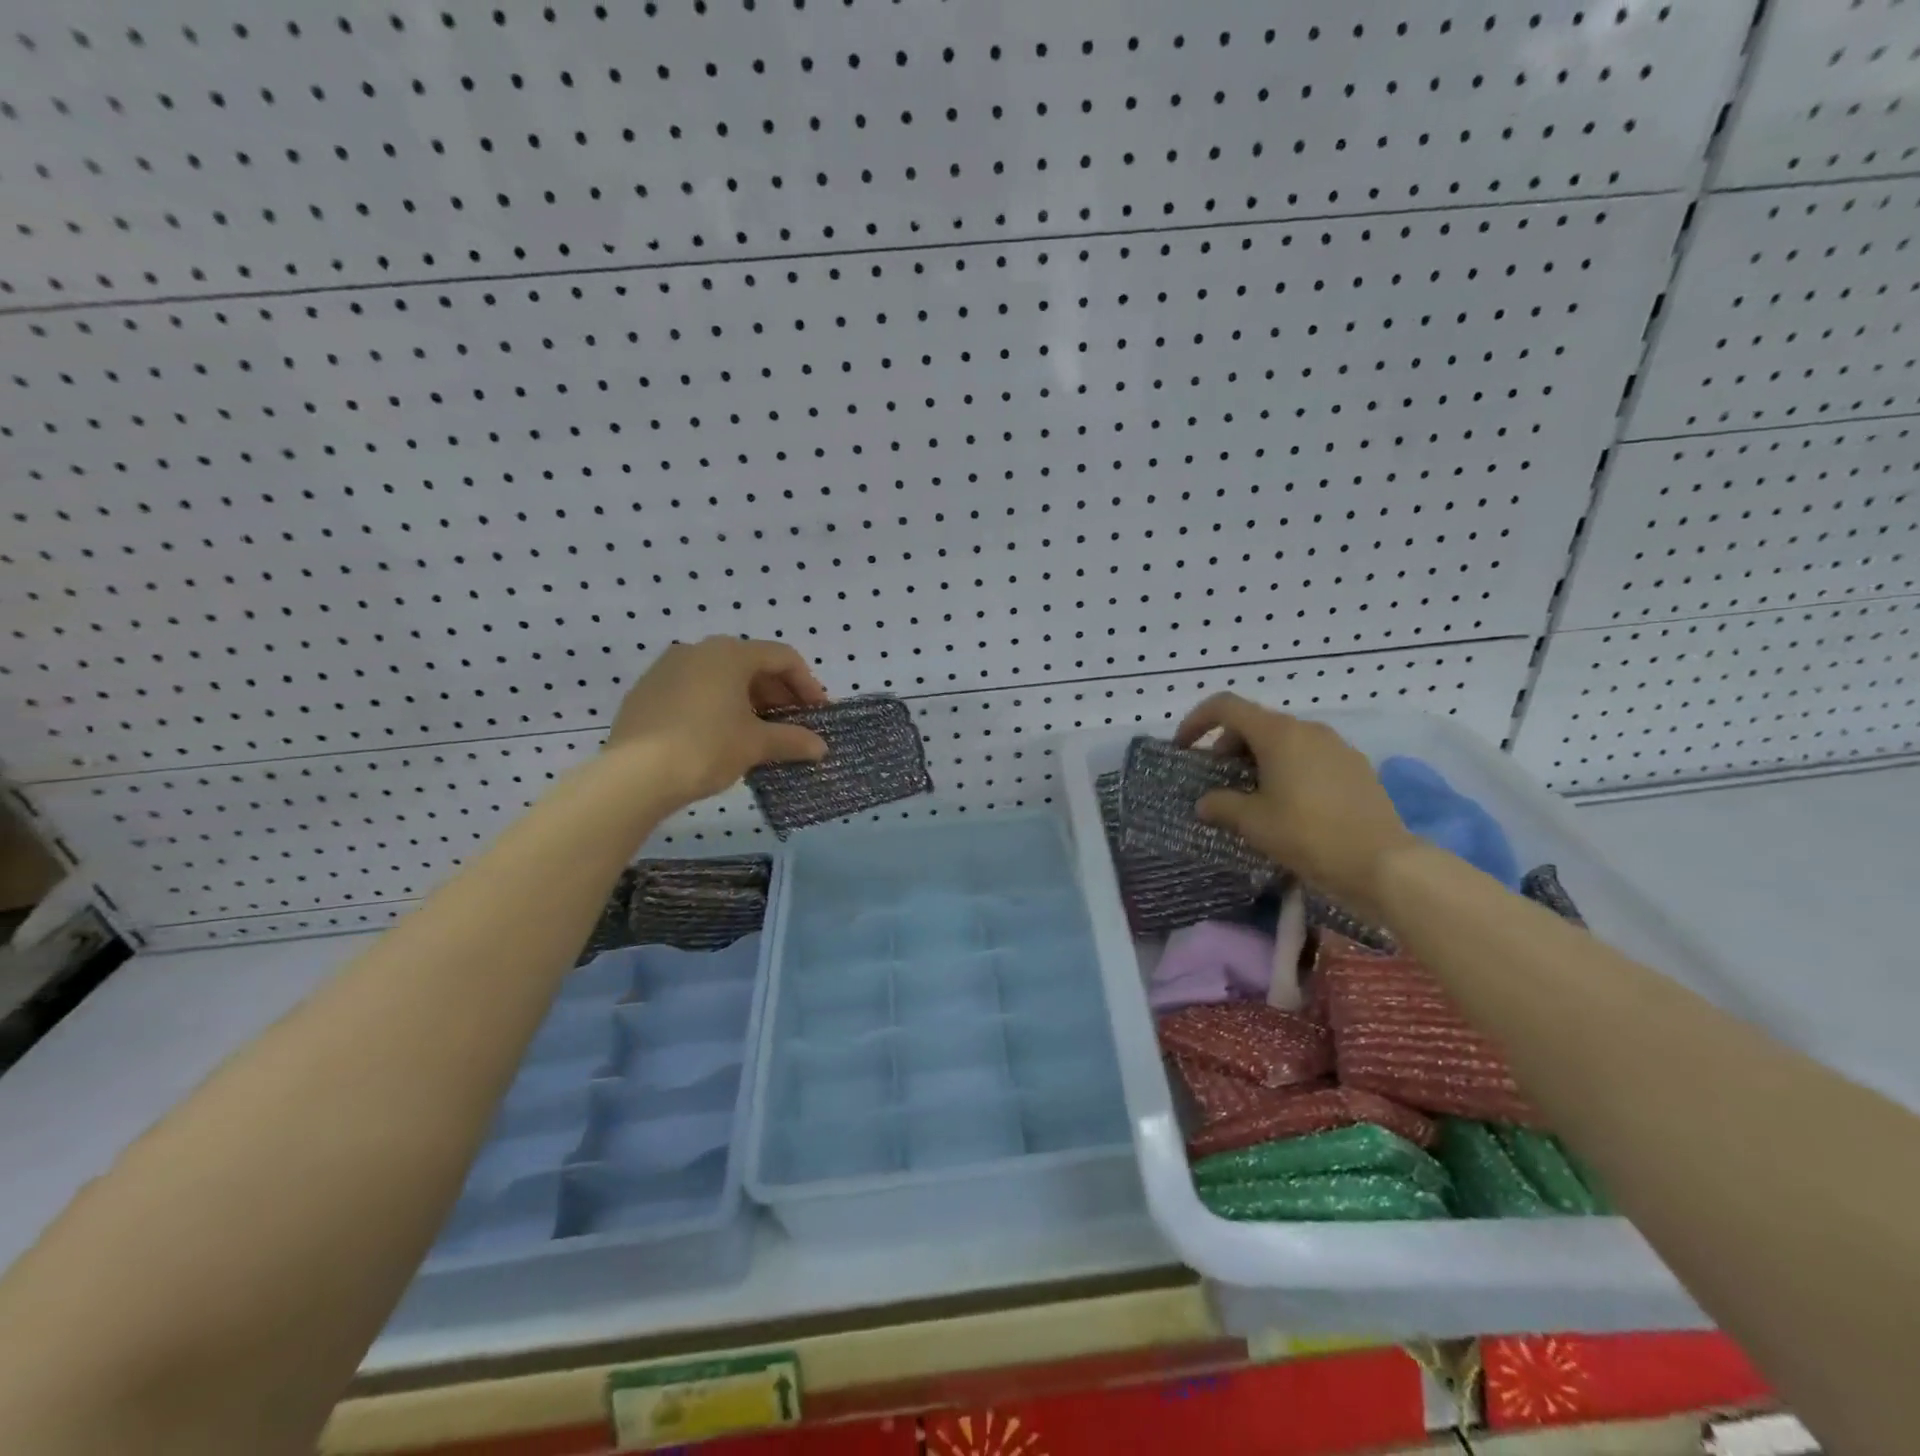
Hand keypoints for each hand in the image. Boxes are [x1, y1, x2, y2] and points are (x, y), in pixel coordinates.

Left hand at [605, 637, 829, 805]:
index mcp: (729, 654)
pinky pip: (694, 691)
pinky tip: (721, 737)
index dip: (807, 685)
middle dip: (777, 694)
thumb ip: (792, 740)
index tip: (818, 714)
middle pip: (751, 665)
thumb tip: (820, 747)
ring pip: (721, 678)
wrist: (634, 775)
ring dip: (748, 701)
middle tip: (792, 724)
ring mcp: (667, 669)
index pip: (783, 658)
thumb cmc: (706, 747)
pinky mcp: (646, 692)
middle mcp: (698, 650)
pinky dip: (717, 707)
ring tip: (759, 733)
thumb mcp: (756, 744)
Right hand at [1174, 692, 1417, 915]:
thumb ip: (1221, 805)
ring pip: (1284, 741)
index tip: (1184, 748)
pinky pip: (1309, 757)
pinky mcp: (1356, 768)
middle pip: (1255, 723)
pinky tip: (1288, 806)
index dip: (1197, 721)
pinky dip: (1287, 769)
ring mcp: (1337, 747)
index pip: (1226, 707)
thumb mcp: (1252, 823)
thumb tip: (1205, 802)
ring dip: (1258, 759)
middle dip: (1228, 746)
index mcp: (1278, 733)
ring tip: (1251, 796)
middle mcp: (1308, 730)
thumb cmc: (1308, 835)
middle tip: (1217, 782)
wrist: (1383, 863)